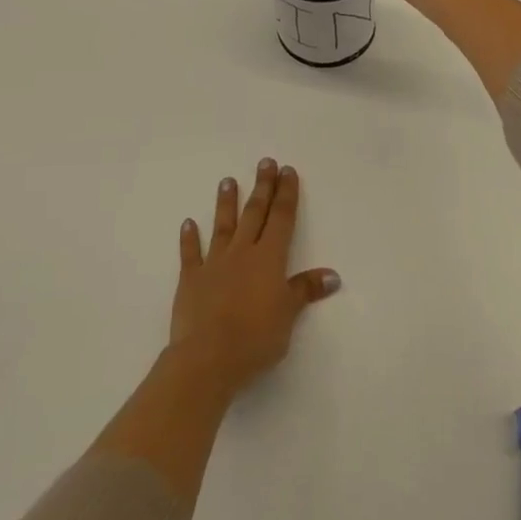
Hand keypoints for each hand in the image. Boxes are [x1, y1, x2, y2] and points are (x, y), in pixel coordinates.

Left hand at [169, 159, 340, 398]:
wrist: (208, 357)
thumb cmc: (256, 337)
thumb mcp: (288, 315)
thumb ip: (305, 290)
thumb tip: (332, 275)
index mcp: (269, 258)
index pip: (281, 218)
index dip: (286, 194)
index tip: (287, 171)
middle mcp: (242, 253)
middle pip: (255, 214)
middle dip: (262, 188)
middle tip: (265, 163)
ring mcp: (214, 264)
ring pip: (223, 226)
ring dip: (227, 203)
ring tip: (228, 180)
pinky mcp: (191, 280)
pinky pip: (190, 254)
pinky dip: (189, 238)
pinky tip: (188, 223)